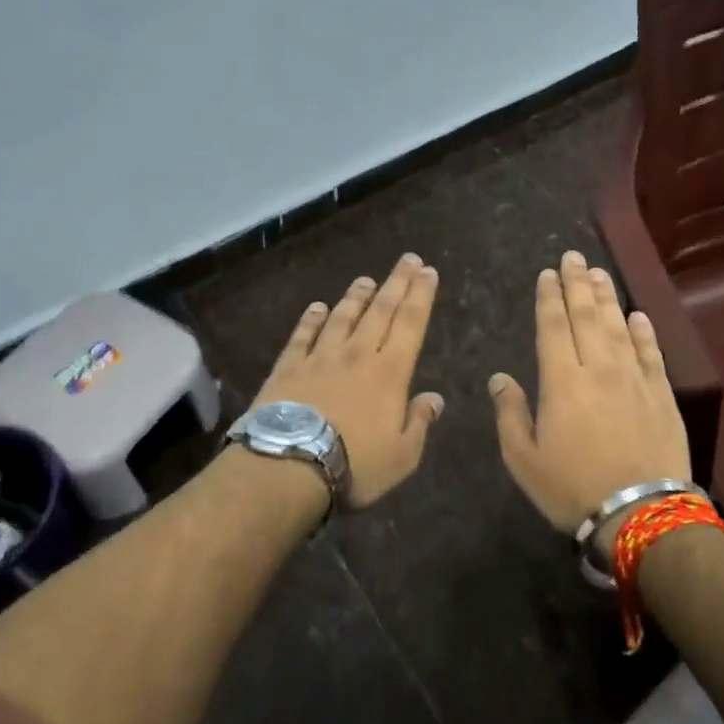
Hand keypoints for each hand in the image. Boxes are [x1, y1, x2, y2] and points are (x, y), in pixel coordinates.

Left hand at [252, 254, 443, 508]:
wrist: (288, 465)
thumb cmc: (355, 465)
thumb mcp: (402, 455)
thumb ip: (419, 422)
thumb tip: (435, 398)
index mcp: (389, 373)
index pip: (410, 324)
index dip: (421, 295)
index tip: (428, 271)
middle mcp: (357, 354)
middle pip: (380, 311)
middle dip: (397, 283)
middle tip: (408, 259)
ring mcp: (320, 357)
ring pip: (342, 317)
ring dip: (356, 297)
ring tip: (365, 279)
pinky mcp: (288, 367)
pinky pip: (303, 335)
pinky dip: (311, 319)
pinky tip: (317, 307)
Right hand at [488, 251, 691, 532]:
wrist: (641, 514)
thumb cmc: (572, 488)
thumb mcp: (524, 459)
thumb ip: (510, 414)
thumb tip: (500, 378)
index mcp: (561, 381)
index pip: (553, 327)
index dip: (549, 297)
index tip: (548, 274)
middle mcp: (598, 368)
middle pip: (586, 316)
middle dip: (577, 284)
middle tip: (573, 257)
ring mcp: (634, 379)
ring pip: (618, 326)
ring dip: (607, 297)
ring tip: (598, 273)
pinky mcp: (661, 394)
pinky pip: (651, 352)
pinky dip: (644, 331)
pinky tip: (637, 315)